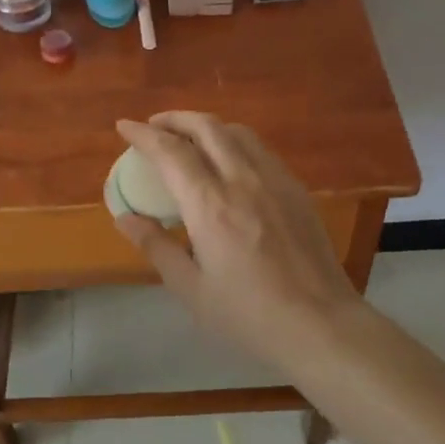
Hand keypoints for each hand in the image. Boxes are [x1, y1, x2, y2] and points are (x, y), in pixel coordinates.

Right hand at [113, 112, 368, 369]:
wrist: (320, 324)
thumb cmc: (249, 315)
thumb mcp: (192, 289)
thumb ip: (157, 247)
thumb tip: (125, 218)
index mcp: (210, 205)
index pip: (170, 152)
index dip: (143, 134)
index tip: (124, 125)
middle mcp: (242, 180)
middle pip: (206, 127)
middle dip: (175, 119)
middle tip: (155, 126)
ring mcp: (275, 180)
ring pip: (237, 132)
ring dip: (207, 126)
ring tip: (190, 138)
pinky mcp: (296, 189)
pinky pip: (260, 150)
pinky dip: (234, 142)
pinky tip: (229, 162)